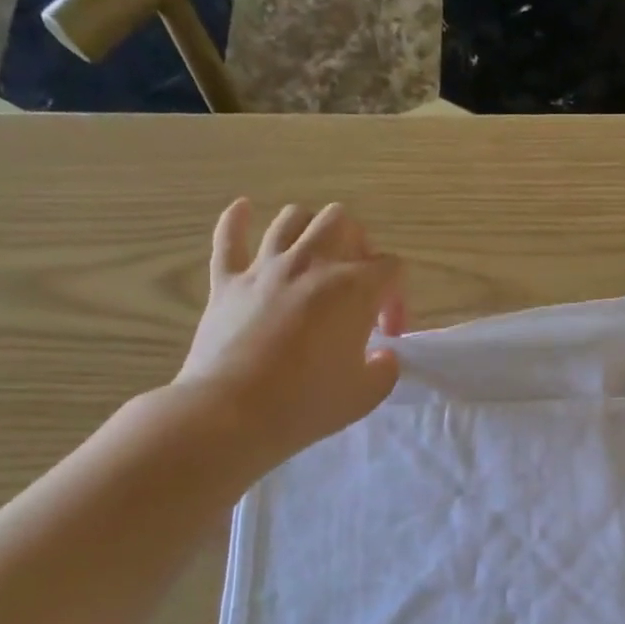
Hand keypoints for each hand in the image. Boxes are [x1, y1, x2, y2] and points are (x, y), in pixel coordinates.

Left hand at [174, 199, 405, 464]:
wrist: (232, 413)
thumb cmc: (307, 404)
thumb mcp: (366, 394)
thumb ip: (385, 368)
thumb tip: (382, 355)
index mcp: (353, 288)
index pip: (392, 268)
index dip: (398, 298)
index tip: (387, 335)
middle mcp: (311, 264)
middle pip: (343, 222)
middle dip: (359, 246)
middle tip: (357, 283)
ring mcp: (265, 268)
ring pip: (293, 218)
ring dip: (311, 230)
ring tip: (316, 256)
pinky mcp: (227, 281)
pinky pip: (228, 236)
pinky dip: (236, 219)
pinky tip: (244, 210)